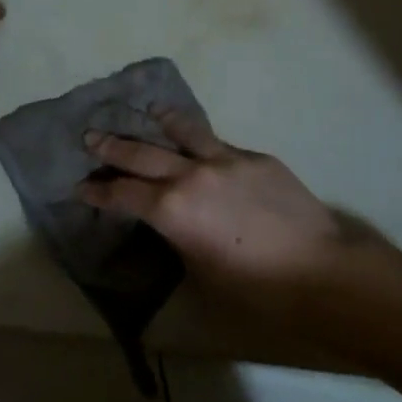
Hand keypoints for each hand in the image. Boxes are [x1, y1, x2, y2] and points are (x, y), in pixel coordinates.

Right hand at [75, 109, 380, 325]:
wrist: (321, 270)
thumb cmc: (256, 291)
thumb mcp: (202, 276)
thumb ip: (180, 242)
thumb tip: (175, 228)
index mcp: (172, 210)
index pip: (123, 194)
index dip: (98, 192)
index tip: (81, 186)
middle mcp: (192, 175)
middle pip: (143, 154)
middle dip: (112, 147)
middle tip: (91, 136)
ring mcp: (227, 160)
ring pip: (185, 132)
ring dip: (162, 121)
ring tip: (149, 110)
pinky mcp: (257, 158)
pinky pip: (221, 145)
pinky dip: (204, 143)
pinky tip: (204, 146)